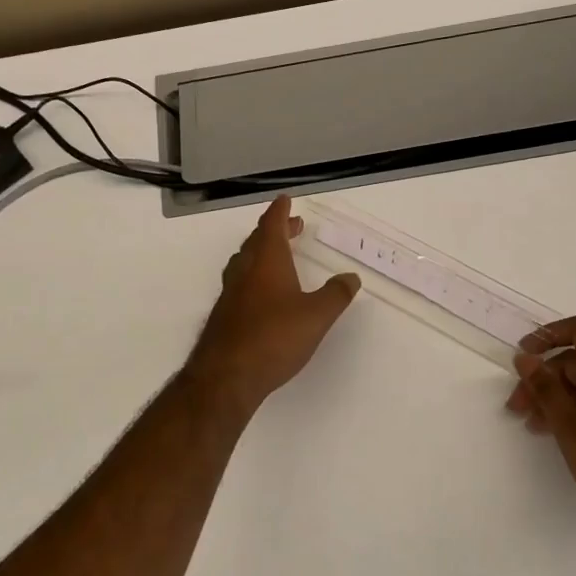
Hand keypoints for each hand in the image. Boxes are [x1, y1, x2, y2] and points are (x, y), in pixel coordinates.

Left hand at [185, 196, 359, 413]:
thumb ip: (335, 295)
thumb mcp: (316, 316)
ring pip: (245, 262)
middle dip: (274, 231)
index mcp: (267, 262)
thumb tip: (350, 277)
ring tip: (277, 256)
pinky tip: (262, 294)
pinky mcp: (224, 316)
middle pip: (257, 242)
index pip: (271, 226)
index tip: (284, 199)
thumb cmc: (274, 338)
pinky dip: (254, 276)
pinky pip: (240, 284)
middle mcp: (245, 272)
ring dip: (262, 253)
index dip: (279, 212)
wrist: (226, 376)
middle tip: (292, 227)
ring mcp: (230, 294)